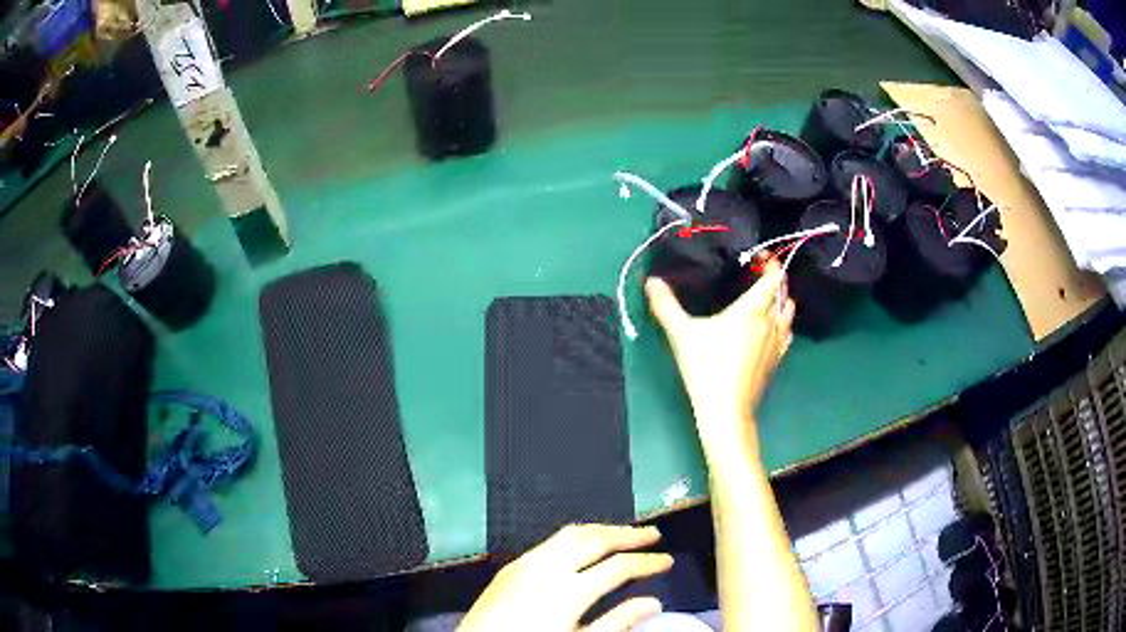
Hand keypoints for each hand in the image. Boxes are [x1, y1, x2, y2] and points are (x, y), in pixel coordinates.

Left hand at [459, 524, 672, 631]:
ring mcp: (527, 563)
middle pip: (597, 539)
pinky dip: (576, 536)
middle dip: (629, 535)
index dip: (647, 562)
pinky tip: (583, 545)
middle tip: (653, 533)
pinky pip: (550, 541)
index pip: (619, 567)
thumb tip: (653, 603)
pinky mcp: (512, 566)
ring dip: (602, 529)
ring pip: (572, 533)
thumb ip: (617, 623)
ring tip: (624, 533)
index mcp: (569, 591)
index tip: (667, 561)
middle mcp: (548, 568)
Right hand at [645, 260, 794, 449]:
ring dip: (781, 301)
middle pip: (784, 293)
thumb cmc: (706, 367)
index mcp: (752, 310)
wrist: (725, 411)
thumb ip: (665, 305)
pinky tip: (769, 328)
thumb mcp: (681, 334)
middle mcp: (770, 322)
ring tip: (765, 299)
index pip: (772, 278)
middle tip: (758, 274)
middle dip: (776, 279)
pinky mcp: (776, 361)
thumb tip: (651, 281)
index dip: (770, 263)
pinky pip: (787, 333)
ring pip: (788, 313)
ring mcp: (777, 343)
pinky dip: (782, 323)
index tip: (759, 256)